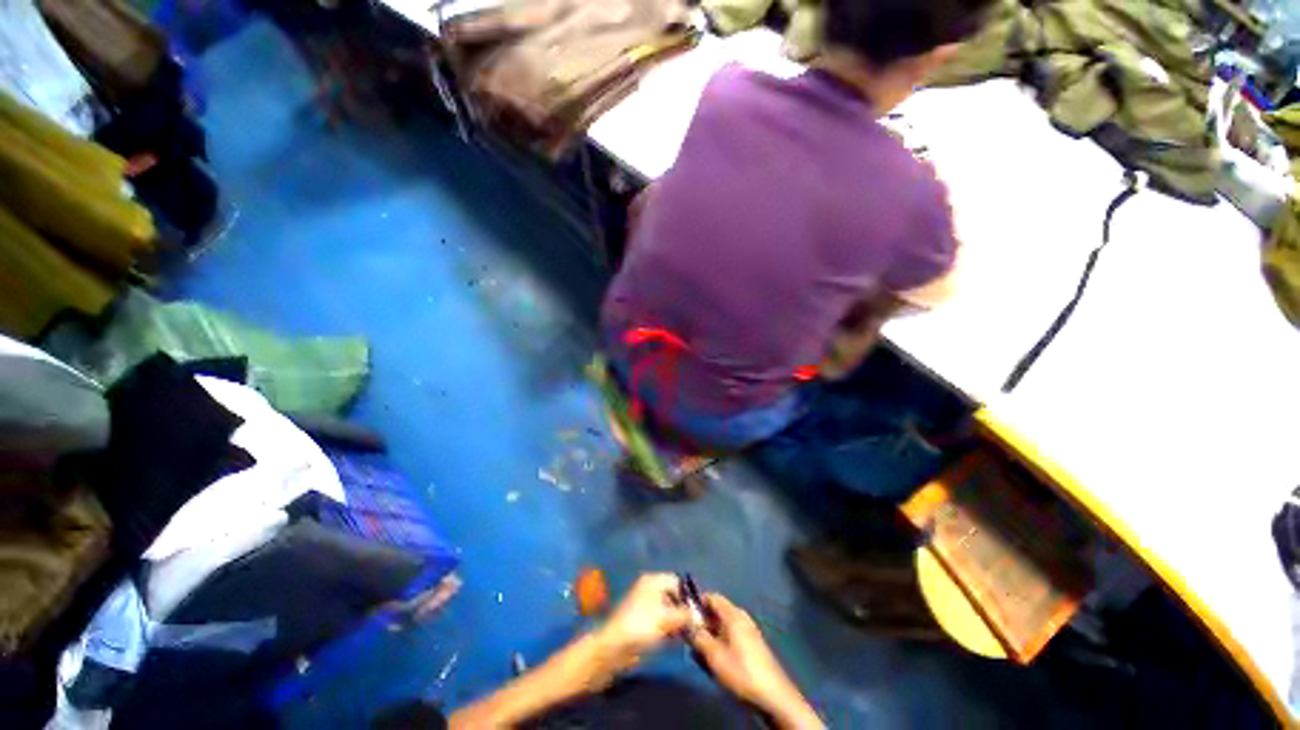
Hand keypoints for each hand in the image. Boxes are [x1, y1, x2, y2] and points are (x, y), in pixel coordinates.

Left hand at [592, 573, 692, 681]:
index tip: (700, 611)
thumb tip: (700, 617)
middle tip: (697, 625)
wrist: (613, 648)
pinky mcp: (643, 624)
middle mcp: (649, 590)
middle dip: (685, 610)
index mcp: (653, 581)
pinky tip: (677, 640)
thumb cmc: (641, 626)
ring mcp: (645, 607)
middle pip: (673, 596)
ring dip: (678, 621)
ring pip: (668, 611)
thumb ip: (686, 615)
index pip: (677, 582)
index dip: (689, 595)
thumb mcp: (667, 619)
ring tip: (689, 634)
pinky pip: (661, 622)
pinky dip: (670, 629)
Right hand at [689, 594, 821, 728]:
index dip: (696, 603)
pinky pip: (730, 638)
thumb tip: (686, 624)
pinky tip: (715, 662)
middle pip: (716, 612)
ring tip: (700, 654)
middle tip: (690, 639)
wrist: (773, 696)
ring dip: (710, 637)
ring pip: (722, 627)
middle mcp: (741, 617)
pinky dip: (720, 645)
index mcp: (733, 614)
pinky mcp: (752, 646)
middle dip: (702, 624)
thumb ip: (698, 637)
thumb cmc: (741, 672)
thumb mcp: (714, 655)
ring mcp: (748, 632)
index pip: (711, 597)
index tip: (683, 615)